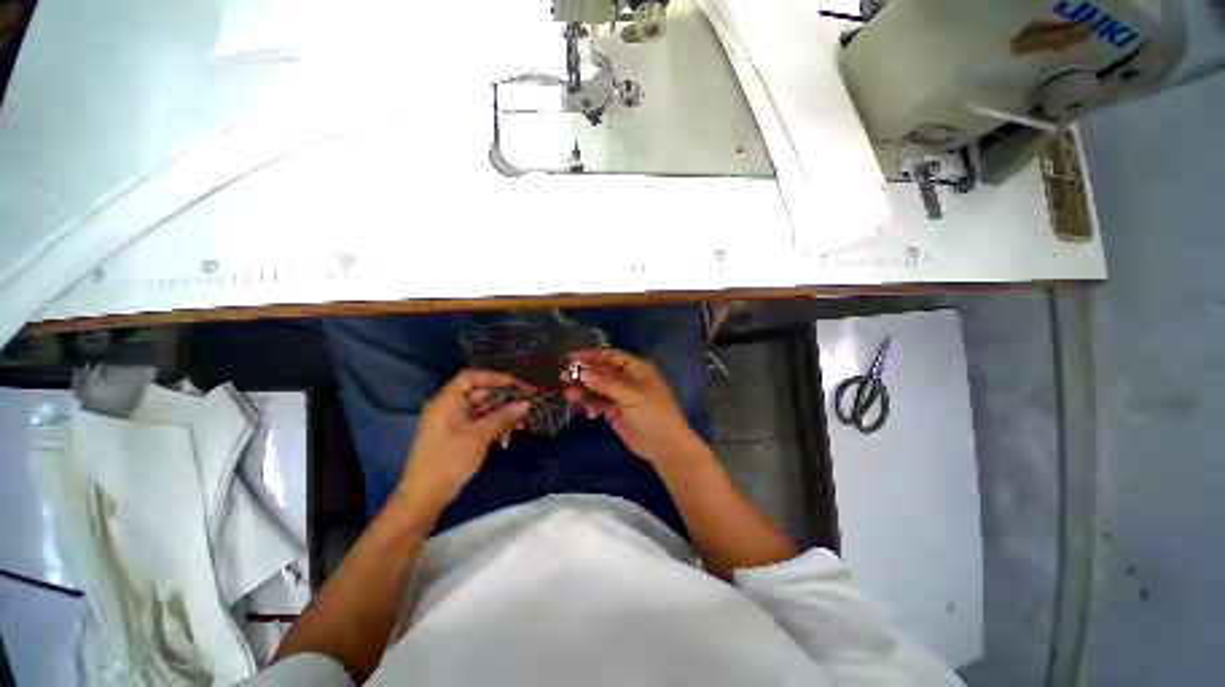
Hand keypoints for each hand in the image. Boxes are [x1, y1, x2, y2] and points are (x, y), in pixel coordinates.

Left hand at [395, 370, 531, 514]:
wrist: (424, 498)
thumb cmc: (448, 461)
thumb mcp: (479, 437)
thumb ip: (503, 417)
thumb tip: (527, 403)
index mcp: (447, 402)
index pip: (471, 378)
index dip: (494, 377)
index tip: (517, 383)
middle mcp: (449, 407)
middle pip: (481, 394)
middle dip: (504, 400)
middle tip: (527, 404)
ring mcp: (454, 422)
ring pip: (484, 411)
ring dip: (502, 417)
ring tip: (520, 426)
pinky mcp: (458, 435)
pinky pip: (480, 424)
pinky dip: (494, 429)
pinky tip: (505, 441)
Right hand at [562, 348, 705, 466]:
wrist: (664, 446)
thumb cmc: (653, 414)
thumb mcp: (631, 395)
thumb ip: (606, 383)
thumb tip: (582, 371)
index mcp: (634, 368)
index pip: (609, 355)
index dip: (590, 355)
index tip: (570, 358)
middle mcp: (625, 378)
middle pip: (600, 371)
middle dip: (583, 373)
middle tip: (563, 377)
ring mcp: (619, 394)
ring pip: (596, 387)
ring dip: (583, 390)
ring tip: (568, 395)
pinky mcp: (613, 410)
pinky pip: (597, 402)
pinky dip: (590, 405)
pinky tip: (590, 413)